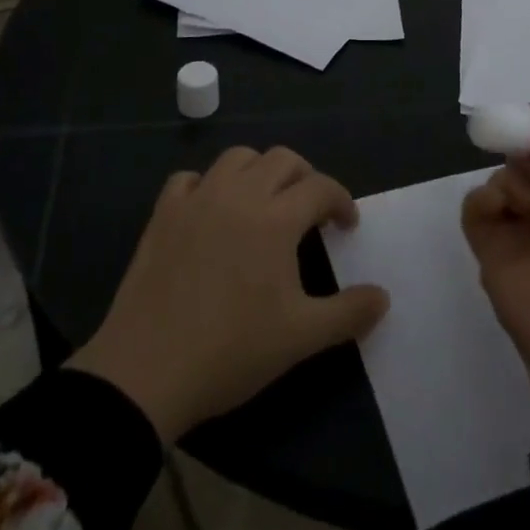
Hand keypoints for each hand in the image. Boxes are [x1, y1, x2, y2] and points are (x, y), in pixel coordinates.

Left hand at [69, 146, 388, 440]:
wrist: (145, 372)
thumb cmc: (231, 351)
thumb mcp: (300, 338)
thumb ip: (348, 313)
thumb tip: (384, 297)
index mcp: (276, 218)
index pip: (320, 187)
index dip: (341, 200)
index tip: (347, 225)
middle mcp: (239, 195)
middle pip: (282, 159)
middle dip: (305, 177)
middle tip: (311, 210)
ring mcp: (197, 200)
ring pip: (237, 158)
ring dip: (259, 171)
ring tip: (265, 201)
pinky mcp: (163, 215)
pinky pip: (189, 179)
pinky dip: (207, 185)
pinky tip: (211, 210)